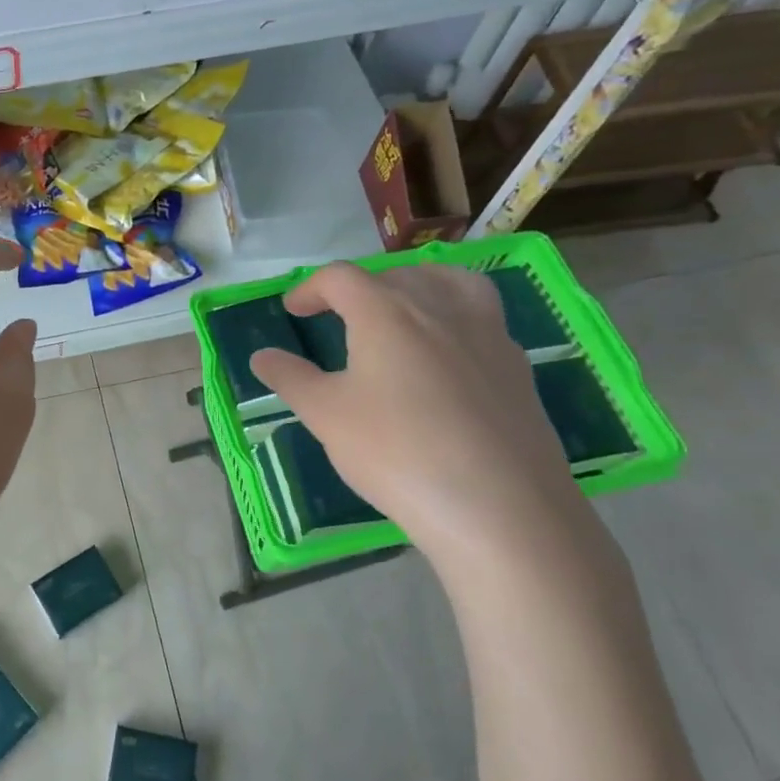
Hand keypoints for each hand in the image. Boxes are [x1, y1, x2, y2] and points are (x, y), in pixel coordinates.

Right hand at [248, 262, 580, 556]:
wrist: (499, 506)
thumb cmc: (397, 452)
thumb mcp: (326, 416)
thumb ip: (291, 378)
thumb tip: (261, 356)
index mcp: (386, 312)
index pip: (340, 278)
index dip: (310, 288)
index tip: (294, 310)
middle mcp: (439, 307)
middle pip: (395, 275)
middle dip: (360, 287)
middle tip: (339, 316)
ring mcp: (486, 333)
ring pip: (450, 282)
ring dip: (416, 285)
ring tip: (402, 310)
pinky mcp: (517, 365)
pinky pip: (482, 317)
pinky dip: (454, 317)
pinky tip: (446, 356)